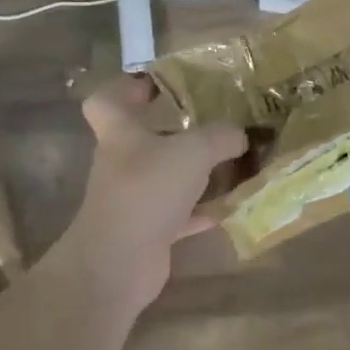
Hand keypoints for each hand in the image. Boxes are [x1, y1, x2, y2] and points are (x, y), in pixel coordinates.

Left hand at [69, 76, 246, 310]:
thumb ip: (221, 136)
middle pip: (145, 138)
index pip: (108, 100)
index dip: (127, 87)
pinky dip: (204, 209)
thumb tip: (241, 135)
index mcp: (122, 134)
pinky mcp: (147, 232)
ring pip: (166, 177)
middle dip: (177, 130)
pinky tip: (232, 206)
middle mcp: (123, 163)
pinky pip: (180, 213)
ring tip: (234, 163)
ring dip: (196, 172)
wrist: (117, 264)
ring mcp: (133, 200)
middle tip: (214, 122)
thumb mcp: (194, 151)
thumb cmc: (147, 191)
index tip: (158, 85)